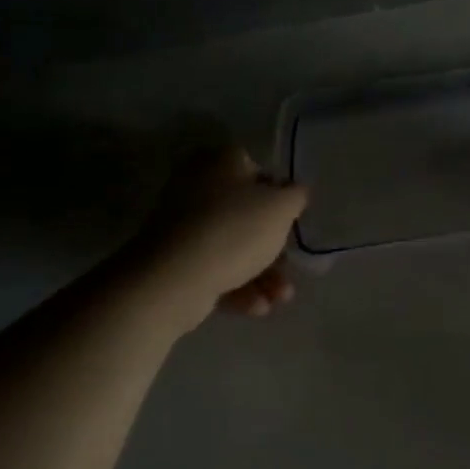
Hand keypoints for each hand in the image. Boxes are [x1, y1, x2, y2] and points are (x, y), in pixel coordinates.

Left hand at [142, 145, 309, 316]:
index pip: (257, 169)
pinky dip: (238, 287)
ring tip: (281, 298)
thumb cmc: (235, 229)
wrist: (174, 279)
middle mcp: (197, 186)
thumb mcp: (281, 207)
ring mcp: (182, 226)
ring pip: (232, 246)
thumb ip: (296, 196)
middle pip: (245, 214)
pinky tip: (258, 307)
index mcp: (220, 161)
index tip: (291, 220)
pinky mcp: (173, 261)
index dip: (279, 195)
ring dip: (262, 273)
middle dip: (273, 246)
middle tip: (290, 266)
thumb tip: (295, 192)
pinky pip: (214, 269)